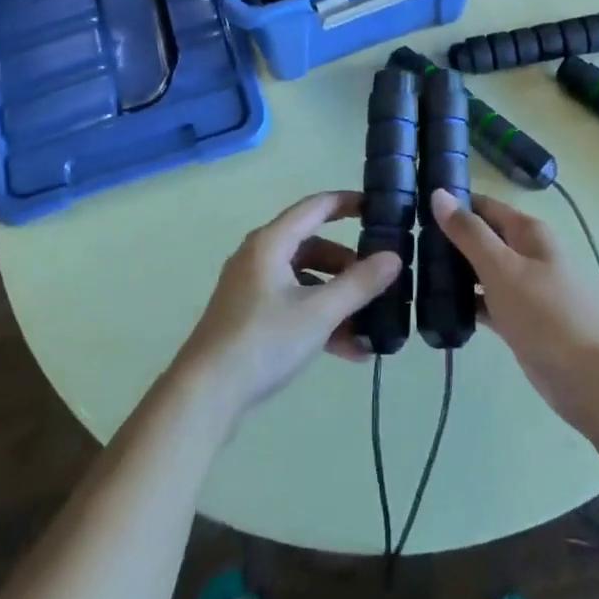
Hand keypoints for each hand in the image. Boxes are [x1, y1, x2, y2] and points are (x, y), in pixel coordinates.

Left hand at [177, 191, 401, 416]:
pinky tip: (349, 350)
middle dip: (347, 264)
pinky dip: (319, 319)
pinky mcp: (249, 318)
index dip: (347, 203)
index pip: (315, 207)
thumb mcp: (319, 312)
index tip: (379, 208)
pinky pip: (293, 306)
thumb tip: (394, 258)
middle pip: (312, 247)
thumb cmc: (263, 341)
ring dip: (337, 299)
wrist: (204, 395)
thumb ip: (359, 284)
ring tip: (369, 325)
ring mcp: (252, 289)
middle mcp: (259, 257)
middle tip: (377, 280)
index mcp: (270, 242)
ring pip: (304, 281)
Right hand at [433, 190, 598, 432]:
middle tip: (407, 244)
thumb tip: (439, 194)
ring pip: (482, 270)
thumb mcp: (502, 268)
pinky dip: (467, 302)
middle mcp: (527, 253)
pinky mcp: (520, 319)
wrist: (591, 380)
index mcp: (527, 232)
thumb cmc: (546, 315)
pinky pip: (487, 302)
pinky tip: (439, 308)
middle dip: (449, 239)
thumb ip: (469, 233)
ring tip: (413, 273)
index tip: (413, 209)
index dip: (452, 203)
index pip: (483, 205)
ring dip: (455, 271)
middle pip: (482, 236)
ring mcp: (524, 288)